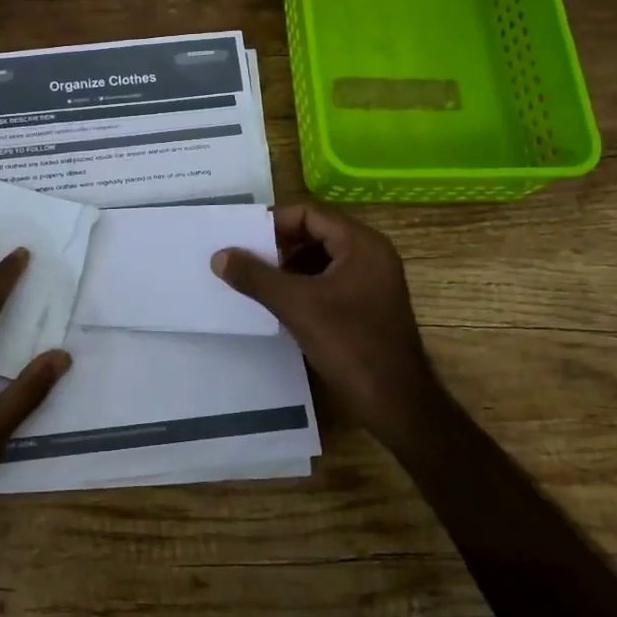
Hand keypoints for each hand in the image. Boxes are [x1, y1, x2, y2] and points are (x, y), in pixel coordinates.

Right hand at [211, 203, 439, 444]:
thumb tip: (219, 255)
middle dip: (279, 246)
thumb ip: (256, 277)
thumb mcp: (296, 306)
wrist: (397, 402)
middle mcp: (371, 254)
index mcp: (361, 244)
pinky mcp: (368, 304)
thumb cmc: (350, 344)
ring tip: (256, 282)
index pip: (310, 214)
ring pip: (321, 259)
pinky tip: (280, 303)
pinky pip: (330, 280)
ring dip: (289, 267)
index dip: (274, 223)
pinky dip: (304, 285)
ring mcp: (372, 280)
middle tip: (245, 261)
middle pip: (316, 233)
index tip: (242, 239)